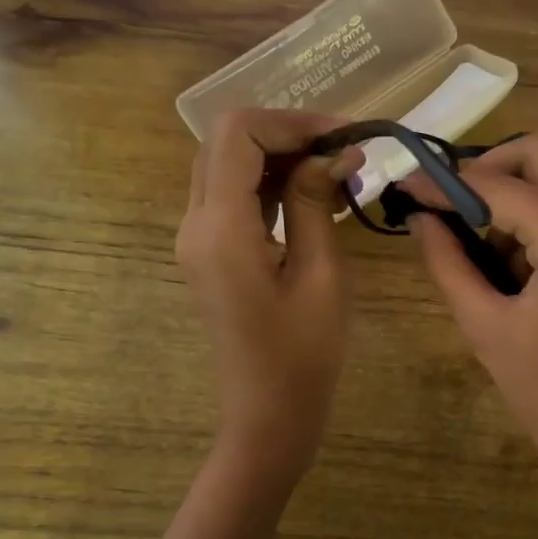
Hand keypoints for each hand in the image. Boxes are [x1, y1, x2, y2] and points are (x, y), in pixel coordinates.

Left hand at [176, 110, 362, 467]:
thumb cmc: (303, 356)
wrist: (268, 415)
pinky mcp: (208, 254)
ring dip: (278, 158)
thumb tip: (335, 152)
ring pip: (227, 166)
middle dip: (284, 135)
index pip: (238, 134)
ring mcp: (196, 240)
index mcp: (220, 229)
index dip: (291, 123)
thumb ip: (317, 203)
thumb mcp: (321, 276)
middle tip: (342, 152)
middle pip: (225, 142)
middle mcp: (195, 224)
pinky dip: (268, 184)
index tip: (343, 138)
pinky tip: (313, 197)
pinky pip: (231, 198)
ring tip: (336, 174)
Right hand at [408, 134, 537, 511]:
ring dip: (521, 190)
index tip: (405, 187)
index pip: (496, 184)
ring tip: (486, 244)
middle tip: (453, 208)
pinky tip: (521, 260)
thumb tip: (421, 218)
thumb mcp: (487, 328)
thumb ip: (449, 263)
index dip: (444, 183)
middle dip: (490, 168)